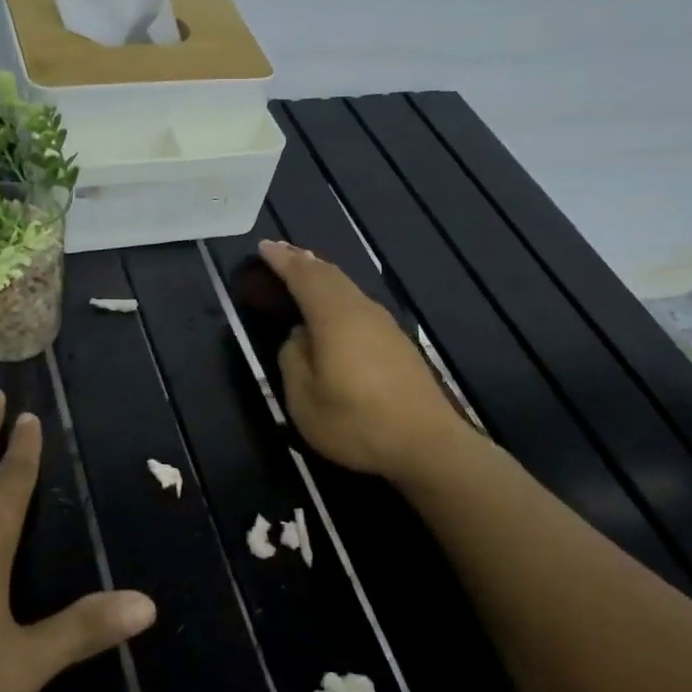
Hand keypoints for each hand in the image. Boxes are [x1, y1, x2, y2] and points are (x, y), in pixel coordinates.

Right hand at [261, 238, 470, 483]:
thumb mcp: (305, 400)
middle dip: (303, 261)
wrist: (427, 444)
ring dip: (323, 276)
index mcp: (335, 318)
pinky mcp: (397, 342)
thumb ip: (294, 360)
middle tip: (281, 252)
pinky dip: (338, 294)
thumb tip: (299, 337)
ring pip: (347, 288)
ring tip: (305, 271)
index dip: (282, 261)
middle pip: (330, 275)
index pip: (304, 277)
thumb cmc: (357, 422)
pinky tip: (335, 307)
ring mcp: (384, 325)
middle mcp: (361, 311)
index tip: (263, 247)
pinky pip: (358, 304)